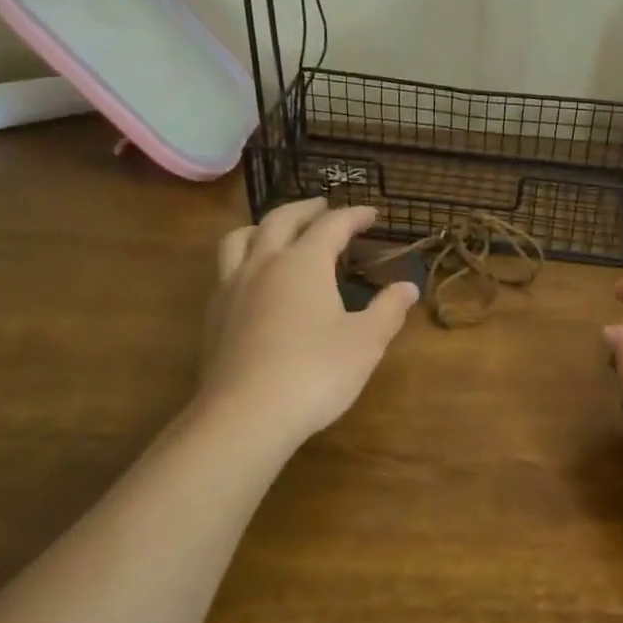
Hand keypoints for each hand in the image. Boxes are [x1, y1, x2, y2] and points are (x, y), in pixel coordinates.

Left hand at [199, 199, 418, 446]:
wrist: (245, 415)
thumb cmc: (315, 373)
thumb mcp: (365, 342)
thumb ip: (388, 309)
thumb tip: (408, 286)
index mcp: (303, 263)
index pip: (331, 225)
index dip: (354, 215)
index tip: (372, 214)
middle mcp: (264, 264)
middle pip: (281, 220)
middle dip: (306, 208)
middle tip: (324, 206)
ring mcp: (232, 289)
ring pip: (240, 238)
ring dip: (263, 226)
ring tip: (278, 232)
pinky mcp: (215, 316)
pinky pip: (226, 269)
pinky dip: (245, 258)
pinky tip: (255, 280)